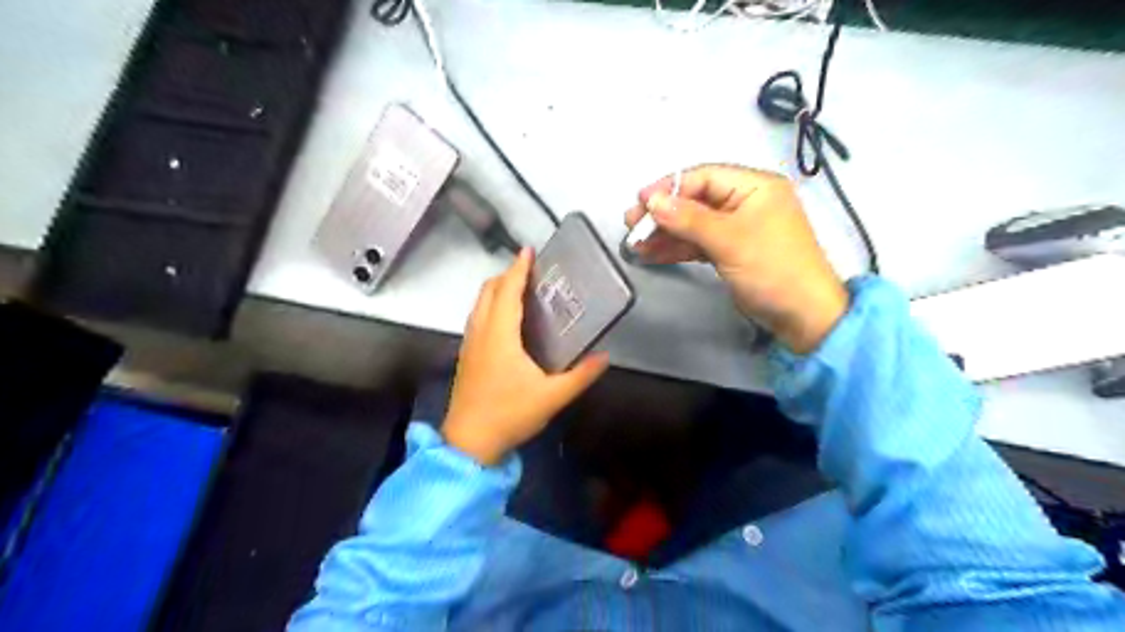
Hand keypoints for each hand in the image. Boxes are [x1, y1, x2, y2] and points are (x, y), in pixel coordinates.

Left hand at [441, 250, 612, 466]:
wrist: (469, 442)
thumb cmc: (509, 414)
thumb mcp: (552, 397)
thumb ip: (581, 376)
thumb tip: (604, 357)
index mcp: (500, 334)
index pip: (507, 290)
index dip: (518, 268)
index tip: (528, 250)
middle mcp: (481, 332)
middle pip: (488, 291)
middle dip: (506, 275)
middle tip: (529, 271)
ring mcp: (469, 344)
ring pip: (478, 304)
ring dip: (496, 290)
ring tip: (518, 290)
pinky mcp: (466, 356)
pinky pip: (476, 318)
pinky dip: (489, 306)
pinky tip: (505, 321)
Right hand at [629, 166, 848, 352]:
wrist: (803, 316)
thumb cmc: (772, 269)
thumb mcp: (730, 240)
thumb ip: (689, 219)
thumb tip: (653, 201)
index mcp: (755, 186)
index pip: (703, 177)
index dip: (669, 188)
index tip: (640, 202)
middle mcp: (745, 201)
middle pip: (695, 200)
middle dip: (663, 213)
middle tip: (632, 224)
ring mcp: (737, 228)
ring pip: (694, 224)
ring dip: (665, 233)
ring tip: (635, 243)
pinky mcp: (731, 251)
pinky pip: (699, 243)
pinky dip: (677, 248)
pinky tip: (653, 254)